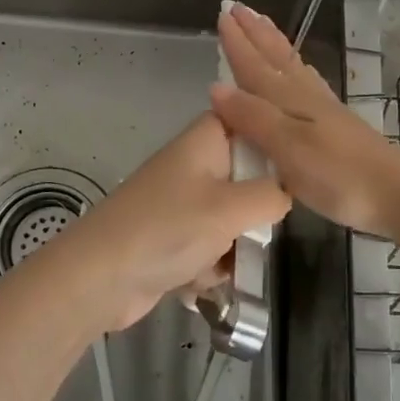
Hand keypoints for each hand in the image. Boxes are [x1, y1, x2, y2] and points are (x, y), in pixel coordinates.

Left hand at [55, 112, 291, 332]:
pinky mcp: (173, 237)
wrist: (100, 277)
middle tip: (256, 230)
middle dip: (255, 211)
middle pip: (247, 176)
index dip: (274, 140)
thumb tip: (285, 193)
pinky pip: (210, 246)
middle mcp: (195, 164)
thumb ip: (272, 195)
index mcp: (206, 140)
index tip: (298, 167)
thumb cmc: (168, 228)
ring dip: (233, 246)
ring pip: (232, 218)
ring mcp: (182, 202)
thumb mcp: (232, 208)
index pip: (250, 119)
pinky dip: (209, 265)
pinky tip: (199, 281)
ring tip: (223, 263)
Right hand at [210, 2, 399, 236]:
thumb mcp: (288, 149)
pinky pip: (307, 81)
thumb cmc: (338, 175)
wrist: (398, 194)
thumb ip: (253, 117)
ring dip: (273, 44)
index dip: (237, 42)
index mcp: (289, 100)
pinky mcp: (336, 124)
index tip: (222, 13)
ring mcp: (323, 108)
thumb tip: (215, 87)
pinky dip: (295, 67)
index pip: (254, 65)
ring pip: (291, 65)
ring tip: (262, 24)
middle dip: (254, 33)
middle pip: (274, 58)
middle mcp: (305, 96)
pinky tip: (299, 71)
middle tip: (237, 7)